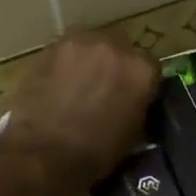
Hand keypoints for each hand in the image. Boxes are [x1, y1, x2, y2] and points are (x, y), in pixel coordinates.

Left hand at [0, 31, 159, 195]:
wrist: (44, 153)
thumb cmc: (95, 153)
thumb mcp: (133, 134)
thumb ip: (138, 106)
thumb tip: (132, 101)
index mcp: (142, 70)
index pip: (150, 66)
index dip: (140, 81)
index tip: (133, 94)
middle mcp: (116, 47)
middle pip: (121, 47)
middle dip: (115, 64)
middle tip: (104, 87)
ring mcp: (82, 42)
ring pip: (92, 44)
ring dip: (89, 59)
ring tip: (79, 83)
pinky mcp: (52, 46)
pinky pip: (66, 50)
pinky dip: (65, 63)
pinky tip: (58, 83)